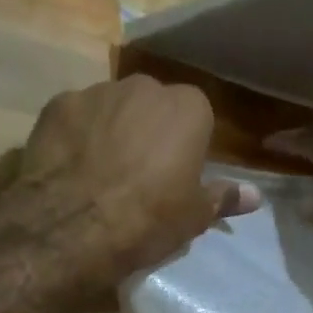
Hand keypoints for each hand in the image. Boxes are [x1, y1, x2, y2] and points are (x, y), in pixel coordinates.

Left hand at [13, 76, 260, 281]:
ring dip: (111, 128)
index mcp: (188, 108)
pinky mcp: (57, 105)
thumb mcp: (194, 215)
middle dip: (148, 129)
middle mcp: (145, 87)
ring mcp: (98, 92)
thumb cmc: (148, 218)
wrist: (72, 225)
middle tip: (139, 172)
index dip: (186, 143)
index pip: (196, 115)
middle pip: (152, 104)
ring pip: (112, 107)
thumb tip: (255, 195)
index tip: (177, 172)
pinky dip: (75, 134)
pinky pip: (75, 116)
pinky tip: (69, 166)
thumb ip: (224, 197)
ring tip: (100, 171)